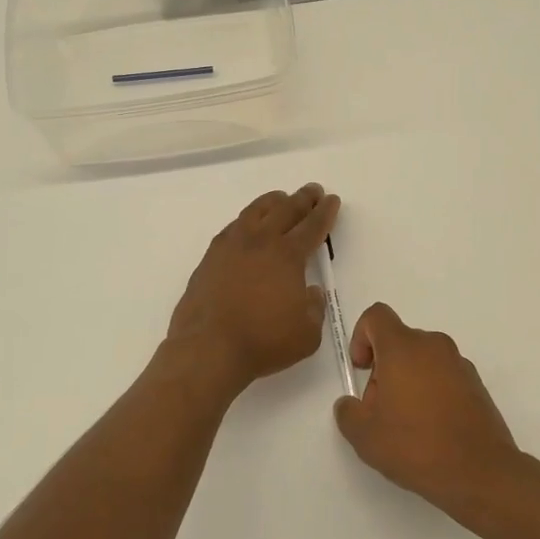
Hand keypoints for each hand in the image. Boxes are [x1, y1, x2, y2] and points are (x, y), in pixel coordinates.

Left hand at [167, 184, 341, 392]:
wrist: (208, 348)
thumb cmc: (263, 342)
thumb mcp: (307, 334)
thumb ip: (314, 309)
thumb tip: (311, 292)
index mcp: (287, 255)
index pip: (312, 226)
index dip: (324, 212)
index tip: (331, 200)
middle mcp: (260, 242)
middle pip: (285, 210)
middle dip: (303, 199)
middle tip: (313, 190)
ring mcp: (231, 246)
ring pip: (255, 212)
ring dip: (272, 202)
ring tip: (280, 198)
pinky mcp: (210, 258)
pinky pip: (233, 227)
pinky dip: (247, 219)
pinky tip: (248, 224)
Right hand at [333, 303, 525, 517]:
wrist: (481, 473)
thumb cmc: (417, 446)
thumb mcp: (365, 436)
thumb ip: (348, 412)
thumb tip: (351, 404)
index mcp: (404, 347)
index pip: (376, 316)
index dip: (360, 337)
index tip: (361, 370)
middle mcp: (433, 346)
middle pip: (398, 341)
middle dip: (383, 369)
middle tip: (380, 409)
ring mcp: (459, 364)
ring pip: (421, 359)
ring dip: (407, 381)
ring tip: (406, 424)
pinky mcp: (476, 385)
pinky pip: (443, 376)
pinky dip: (431, 392)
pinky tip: (431, 429)